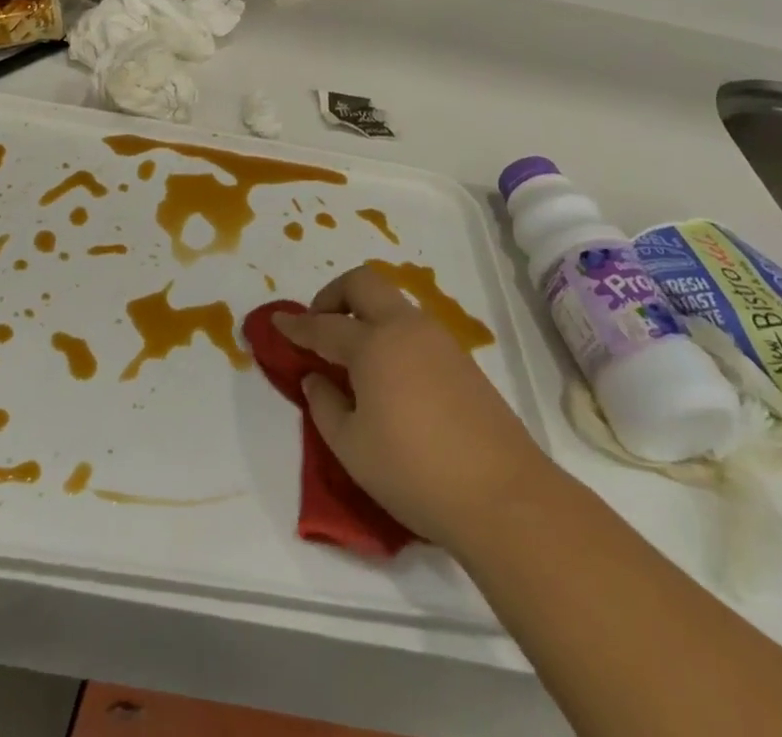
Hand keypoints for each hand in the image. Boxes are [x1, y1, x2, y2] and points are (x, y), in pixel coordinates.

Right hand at [275, 265, 549, 549]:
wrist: (504, 497)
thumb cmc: (415, 472)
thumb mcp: (352, 448)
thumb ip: (325, 406)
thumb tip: (316, 378)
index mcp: (373, 344)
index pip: (324, 326)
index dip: (296, 325)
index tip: (277, 321)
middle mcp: (405, 328)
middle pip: (363, 283)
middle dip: (334, 294)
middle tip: (320, 325)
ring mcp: (439, 340)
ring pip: (393, 303)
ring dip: (365, 313)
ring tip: (352, 354)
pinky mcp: (462, 360)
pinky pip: (414, 328)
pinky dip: (390, 333)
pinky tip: (388, 374)